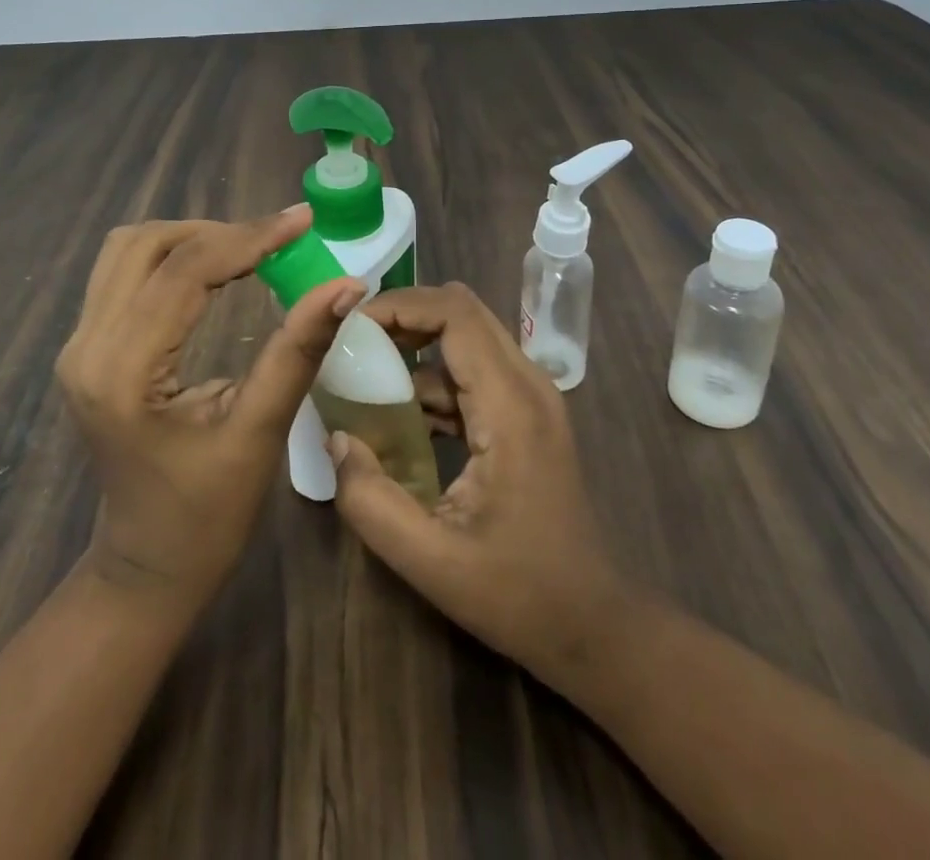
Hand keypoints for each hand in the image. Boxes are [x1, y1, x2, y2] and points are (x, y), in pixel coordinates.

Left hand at [57, 207, 363, 608]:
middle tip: (279, 241)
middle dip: (219, 232)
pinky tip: (214, 268)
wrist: (145, 567)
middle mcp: (86, 347)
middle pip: (147, 246)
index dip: (250, 237)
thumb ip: (298, 351)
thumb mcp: (258, 432)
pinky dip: (172, 257)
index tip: (303, 220)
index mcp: (122, 372)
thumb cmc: (206, 517)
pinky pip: (123, 273)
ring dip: (191, 238)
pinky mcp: (87, 347)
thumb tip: (347, 285)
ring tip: (250, 250)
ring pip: (128, 250)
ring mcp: (78, 345)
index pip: (184, 271)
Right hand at [328, 282, 633, 689]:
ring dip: (415, 346)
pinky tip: (398, 418)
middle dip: (403, 316)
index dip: (400, 306)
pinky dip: (433, 378)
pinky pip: (473, 371)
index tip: (351, 329)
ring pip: (467, 336)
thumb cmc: (518, 594)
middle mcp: (527, 384)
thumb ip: (371, 500)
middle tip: (352, 345)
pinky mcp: (526, 414)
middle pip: (461, 311)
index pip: (455, 314)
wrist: (593, 624)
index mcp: (511, 407)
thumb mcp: (430, 559)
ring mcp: (531, 397)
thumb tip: (337, 438)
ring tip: (363, 378)